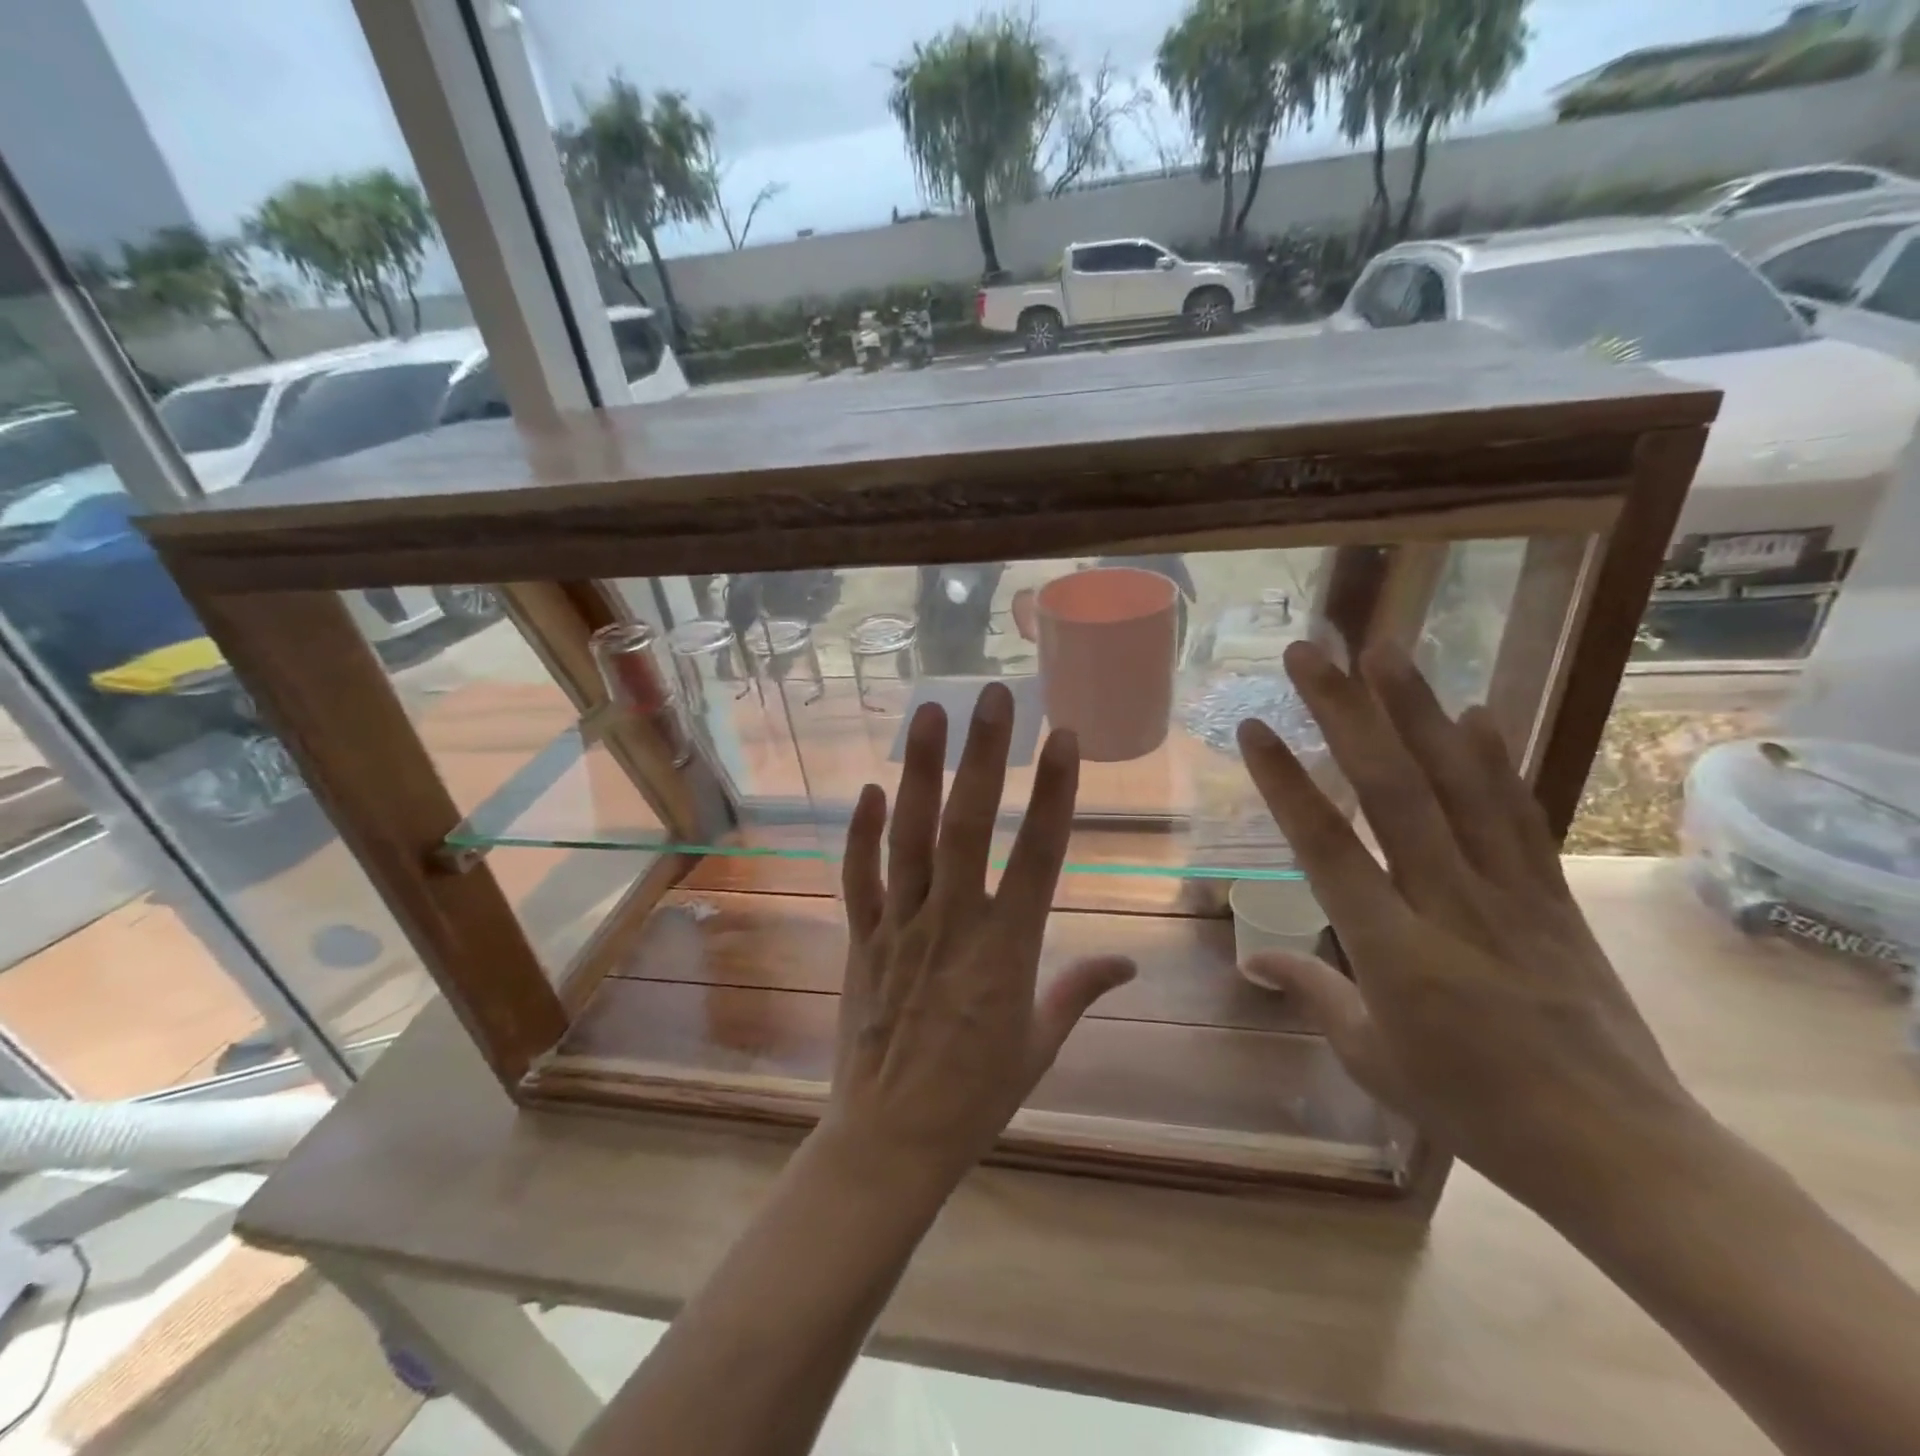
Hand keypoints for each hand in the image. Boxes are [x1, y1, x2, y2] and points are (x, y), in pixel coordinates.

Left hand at [818, 683, 1135, 1200]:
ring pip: (909, 838)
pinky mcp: (861, 938)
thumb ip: (1081, 991)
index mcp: (1008, 949)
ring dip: (920, 772)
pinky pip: (859, 877)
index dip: (1054, 792)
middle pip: (969, 827)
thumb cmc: (977, 1096)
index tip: (1063, 738)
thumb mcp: (1041, 1044)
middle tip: (991, 695)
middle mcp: (953, 924)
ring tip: (928, 713)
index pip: (1039, 855)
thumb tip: (1129, 964)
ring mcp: (900, 926)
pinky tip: (871, 788)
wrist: (891, 1140)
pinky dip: (862, 832)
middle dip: (983, 756)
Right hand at [1236, 641, 1693, 1213]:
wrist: (1618, 1150)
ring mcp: (1510, 893)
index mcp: (1394, 952)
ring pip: (1457, 786)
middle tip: (1310, 654)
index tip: (1255, 727)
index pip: (1327, 848)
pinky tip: (1475, 711)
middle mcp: (1450, 904)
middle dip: (1345, 714)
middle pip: (1393, 792)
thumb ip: (1313, 992)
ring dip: (1417, 711)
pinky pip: (1519, 815)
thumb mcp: (1372, 1058)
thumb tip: (1253, 956)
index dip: (1287, 783)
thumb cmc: (1473, 1109)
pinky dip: (1495, 759)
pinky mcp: (1552, 895)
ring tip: (1384, 651)